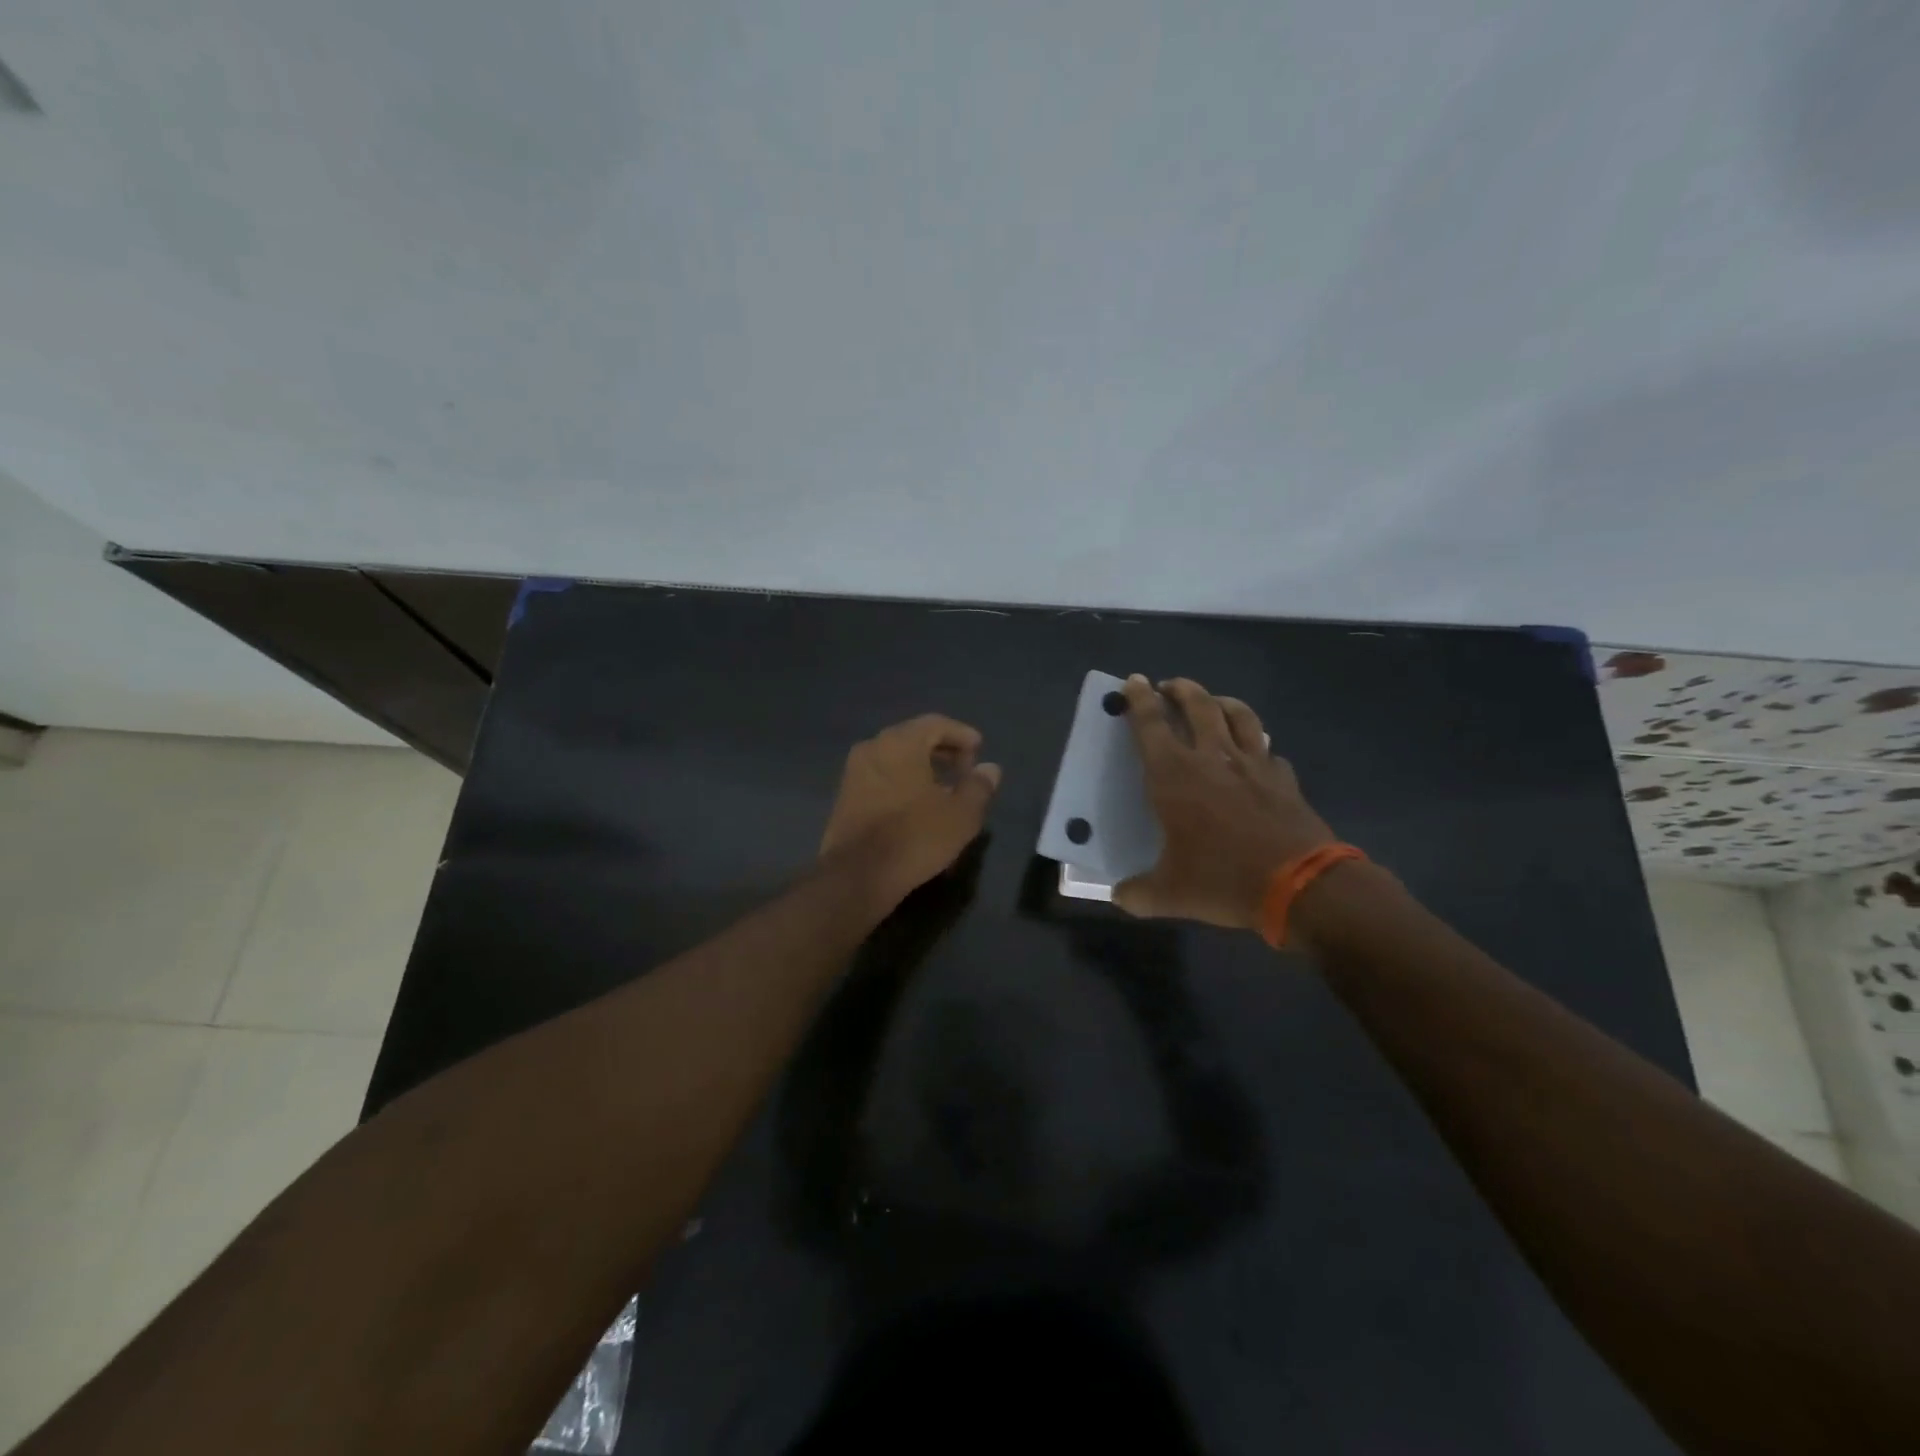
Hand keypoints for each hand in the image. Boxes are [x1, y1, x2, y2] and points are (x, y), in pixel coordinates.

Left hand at [820, 714, 1001, 904]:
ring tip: (944, 791)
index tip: (979, 750)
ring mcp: (854, 772)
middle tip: (964, 770)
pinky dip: (902, 782)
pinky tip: (917, 806)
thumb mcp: (961, 815)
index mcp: (900, 742)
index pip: (936, 723)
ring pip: (895, 759)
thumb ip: (978, 786)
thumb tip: (989, 768)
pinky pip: (881, 777)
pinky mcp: (845, 797)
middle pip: (913, 738)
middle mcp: (873, 747)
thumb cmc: (916, 836)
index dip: (961, 735)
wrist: (858, 875)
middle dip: (942, 750)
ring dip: (922, 768)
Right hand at [1114, 675, 1335, 929]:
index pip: (1151, 724)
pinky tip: (1256, 755)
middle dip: (1180, 689)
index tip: (1134, 680)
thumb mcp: (1170, 894)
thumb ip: (1138, 893)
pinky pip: (1268, 750)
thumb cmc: (1223, 880)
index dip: (1139, 699)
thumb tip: (1119, 896)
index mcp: (1174, 776)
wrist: (1300, 885)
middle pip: (1197, 705)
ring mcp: (1253, 764)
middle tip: (1169, 686)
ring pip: (1238, 715)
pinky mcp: (1283, 778)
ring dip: (1221, 701)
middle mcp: (1212, 758)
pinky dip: (1258, 746)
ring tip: (1213, 702)